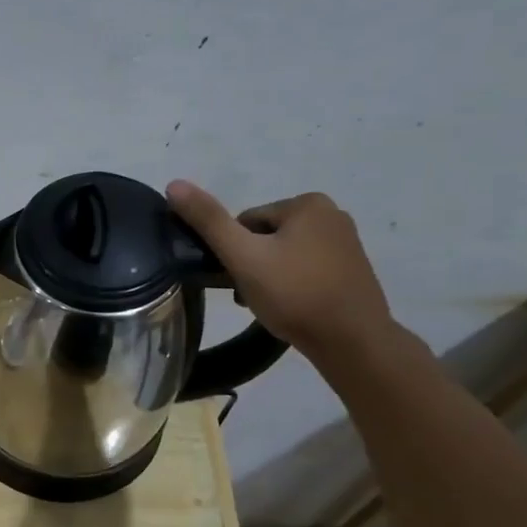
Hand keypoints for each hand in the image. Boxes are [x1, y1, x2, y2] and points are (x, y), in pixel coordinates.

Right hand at [166, 181, 395, 358]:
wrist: (353, 341)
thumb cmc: (294, 294)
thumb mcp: (243, 257)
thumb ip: (208, 221)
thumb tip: (174, 184)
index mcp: (308, 203)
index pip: (245, 222)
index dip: (234, 252)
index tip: (236, 279)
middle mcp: (332, 214)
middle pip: (266, 237)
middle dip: (252, 265)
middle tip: (249, 296)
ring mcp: (347, 243)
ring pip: (285, 255)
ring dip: (268, 277)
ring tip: (267, 306)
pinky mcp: (352, 270)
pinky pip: (306, 269)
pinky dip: (292, 286)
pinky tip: (290, 308)